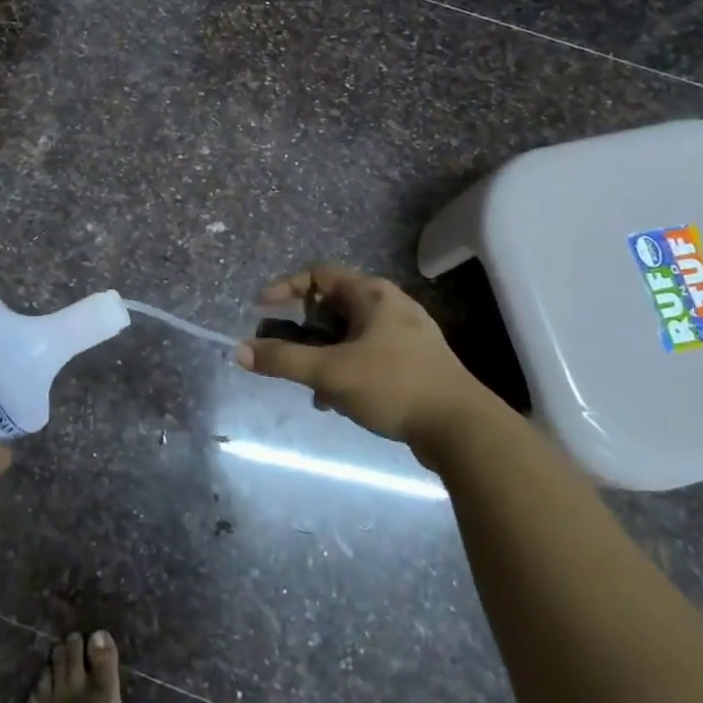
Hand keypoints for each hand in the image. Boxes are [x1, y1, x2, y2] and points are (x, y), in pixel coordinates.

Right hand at [235, 265, 495, 444]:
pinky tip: (337, 400)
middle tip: (286, 348)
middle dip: (304, 328)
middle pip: (334, 304)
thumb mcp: (330, 372)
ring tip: (311, 383)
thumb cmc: (392, 385)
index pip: (319, 274)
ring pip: (350, 333)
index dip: (286, 287)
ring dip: (323, 353)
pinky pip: (367, 354)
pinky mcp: (415, 363)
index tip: (262, 309)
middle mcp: (391, 306)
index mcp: (372, 294)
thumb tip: (240, 351)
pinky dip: (345, 368)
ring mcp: (407, 335)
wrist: (462, 429)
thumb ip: (284, 360)